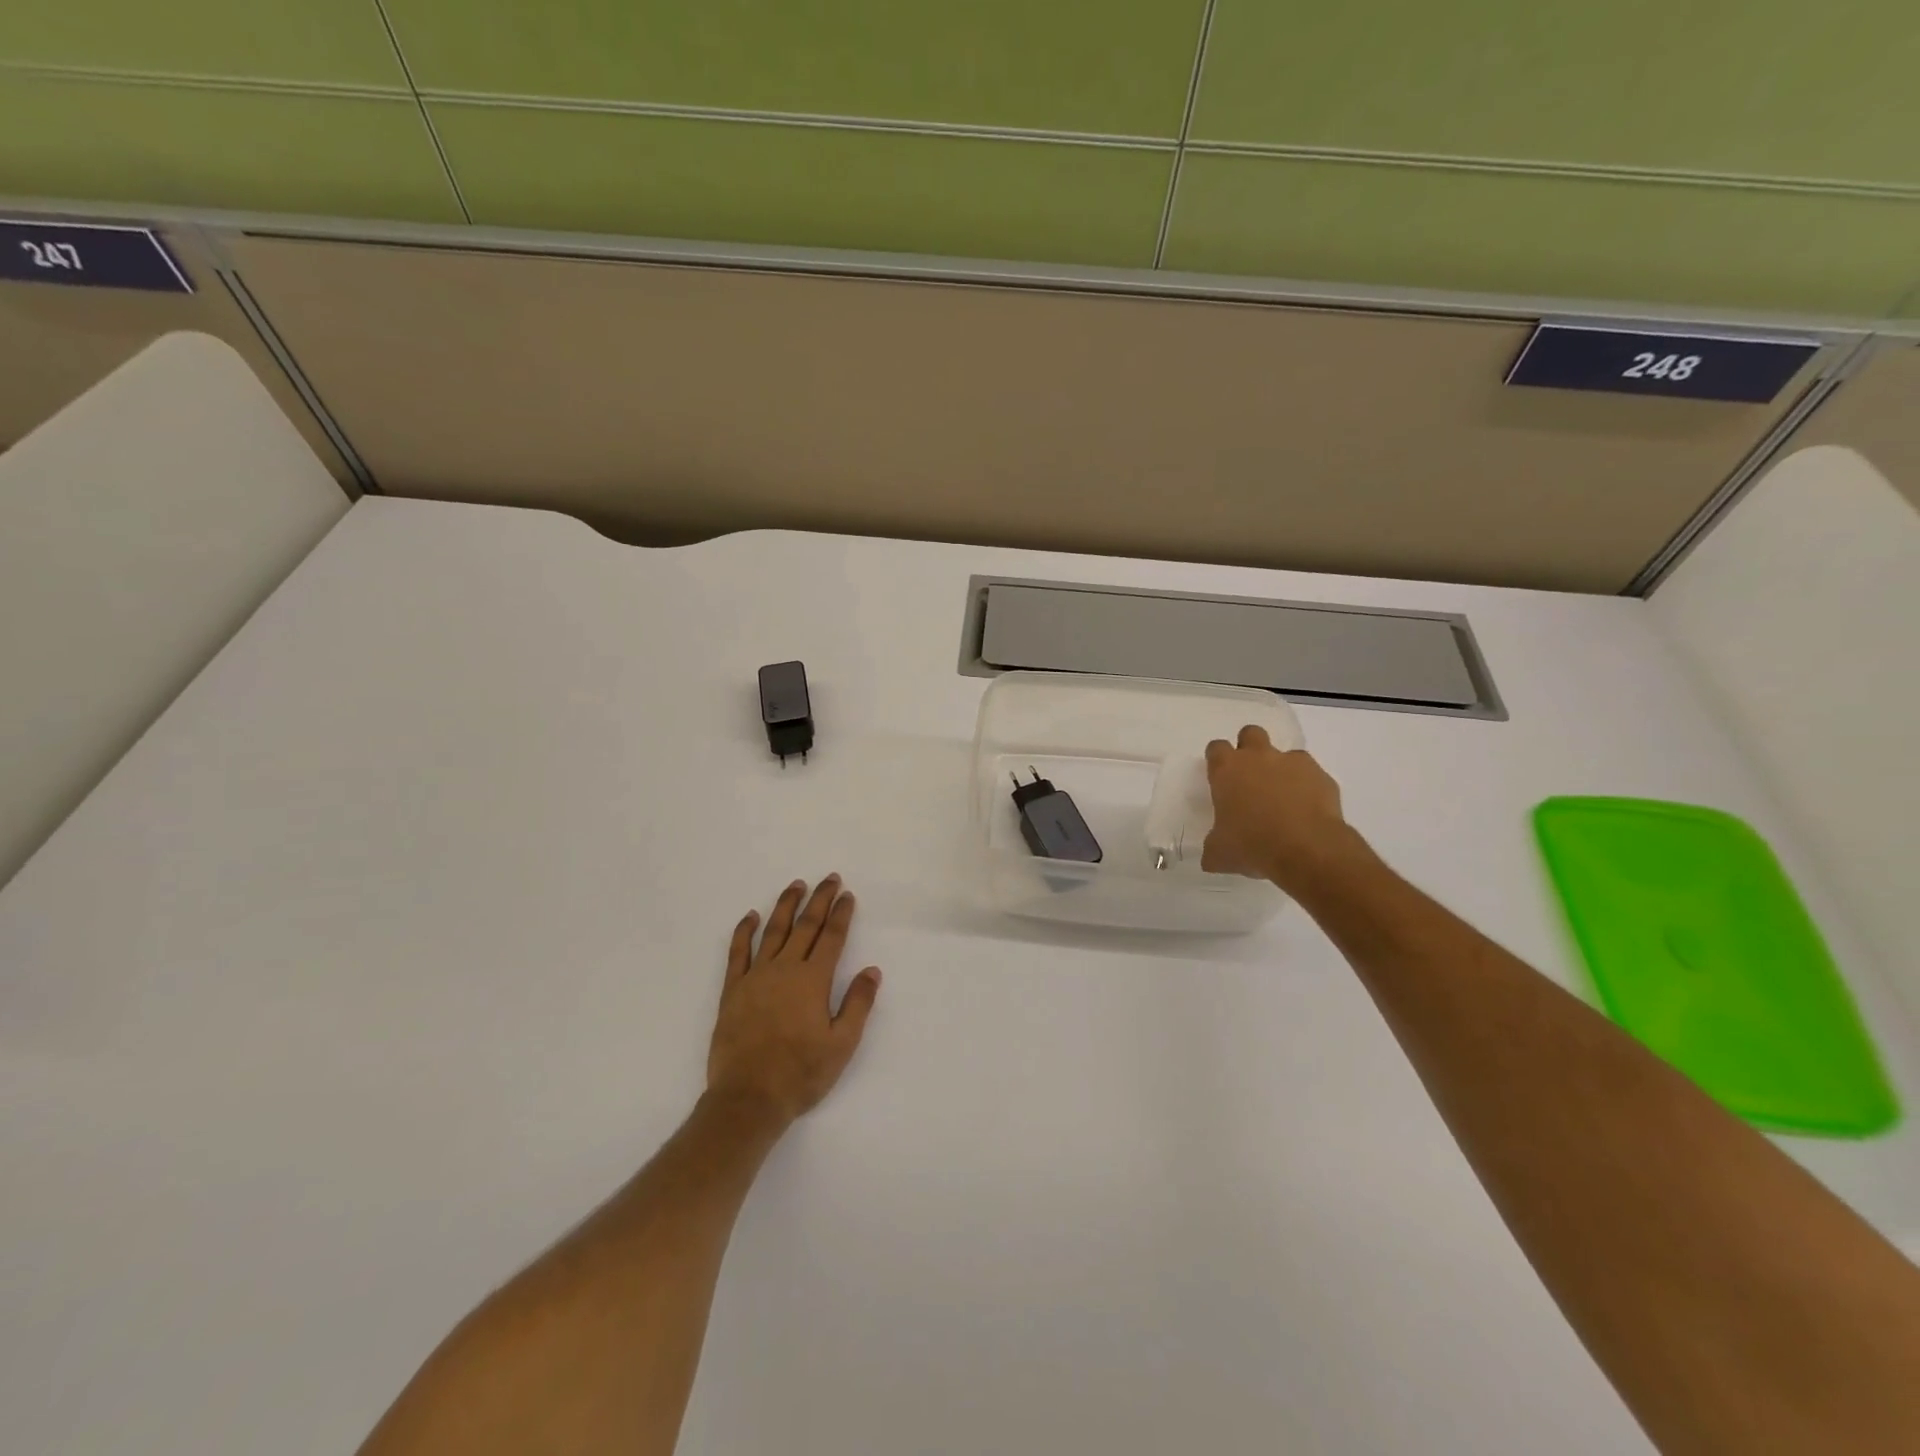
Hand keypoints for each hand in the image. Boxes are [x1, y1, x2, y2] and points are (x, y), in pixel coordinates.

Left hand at [706, 876, 881, 1129]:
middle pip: (805, 926)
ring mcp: (756, 977)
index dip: (841, 914)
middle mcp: (785, 969)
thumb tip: (872, 969)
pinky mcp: (732, 990)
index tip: (847, 895)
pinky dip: (745, 931)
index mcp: (813, 980)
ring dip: (786, 905)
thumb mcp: (842, 1044)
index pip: (832, 937)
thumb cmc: (801, 1073)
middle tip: (829, 878)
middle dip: (819, 900)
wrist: (748, 1097)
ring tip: (796, 885)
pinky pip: (738, 952)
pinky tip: (751, 916)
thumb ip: (858, 1004)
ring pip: (773, 931)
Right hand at [1202, 725, 1365, 890]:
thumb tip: (1211, 857)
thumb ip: (1214, 846)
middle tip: (1251, 776)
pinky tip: (1307, 811)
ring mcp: (1293, 763)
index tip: (1220, 777)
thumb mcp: (1220, 854)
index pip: (1216, 748)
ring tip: (1284, 799)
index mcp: (1227, 770)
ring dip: (1282, 770)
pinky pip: (1312, 775)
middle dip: (1250, 748)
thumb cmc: (1252, 845)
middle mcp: (1258, 757)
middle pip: (1250, 733)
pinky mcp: (1322, 776)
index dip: (1217, 761)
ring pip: (1286, 754)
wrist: (1307, 850)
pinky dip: (1308, 787)